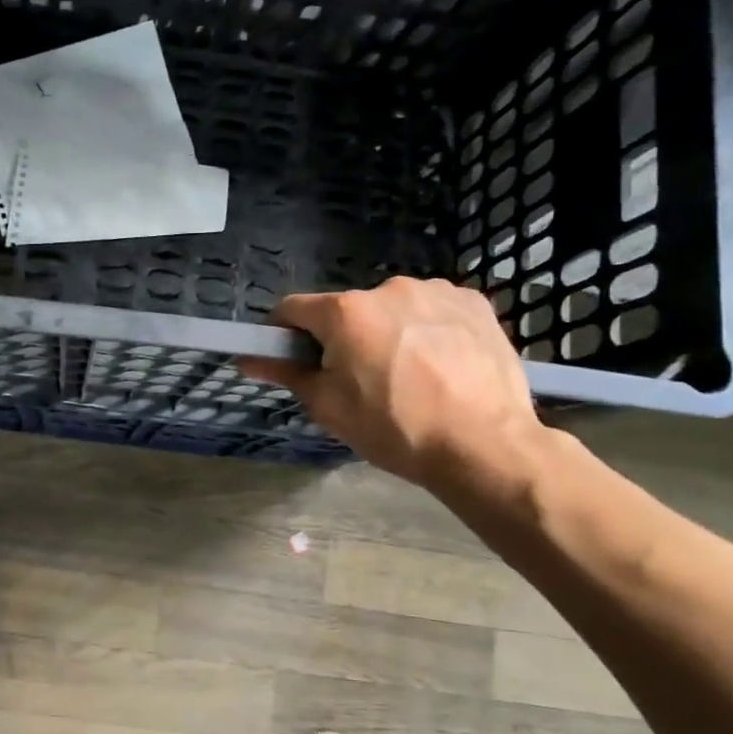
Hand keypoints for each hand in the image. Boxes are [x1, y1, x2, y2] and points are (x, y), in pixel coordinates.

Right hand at [241, 277, 551, 506]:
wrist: (484, 445)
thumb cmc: (395, 429)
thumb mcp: (329, 407)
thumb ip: (287, 374)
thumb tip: (248, 358)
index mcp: (345, 312)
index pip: (293, 309)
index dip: (284, 333)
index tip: (291, 359)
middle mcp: (387, 288)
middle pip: (347, 311)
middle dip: (344, 338)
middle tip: (360, 382)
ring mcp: (435, 291)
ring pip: (392, 309)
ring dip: (389, 332)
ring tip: (411, 376)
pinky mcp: (473, 302)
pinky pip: (433, 310)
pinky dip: (428, 329)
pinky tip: (442, 365)